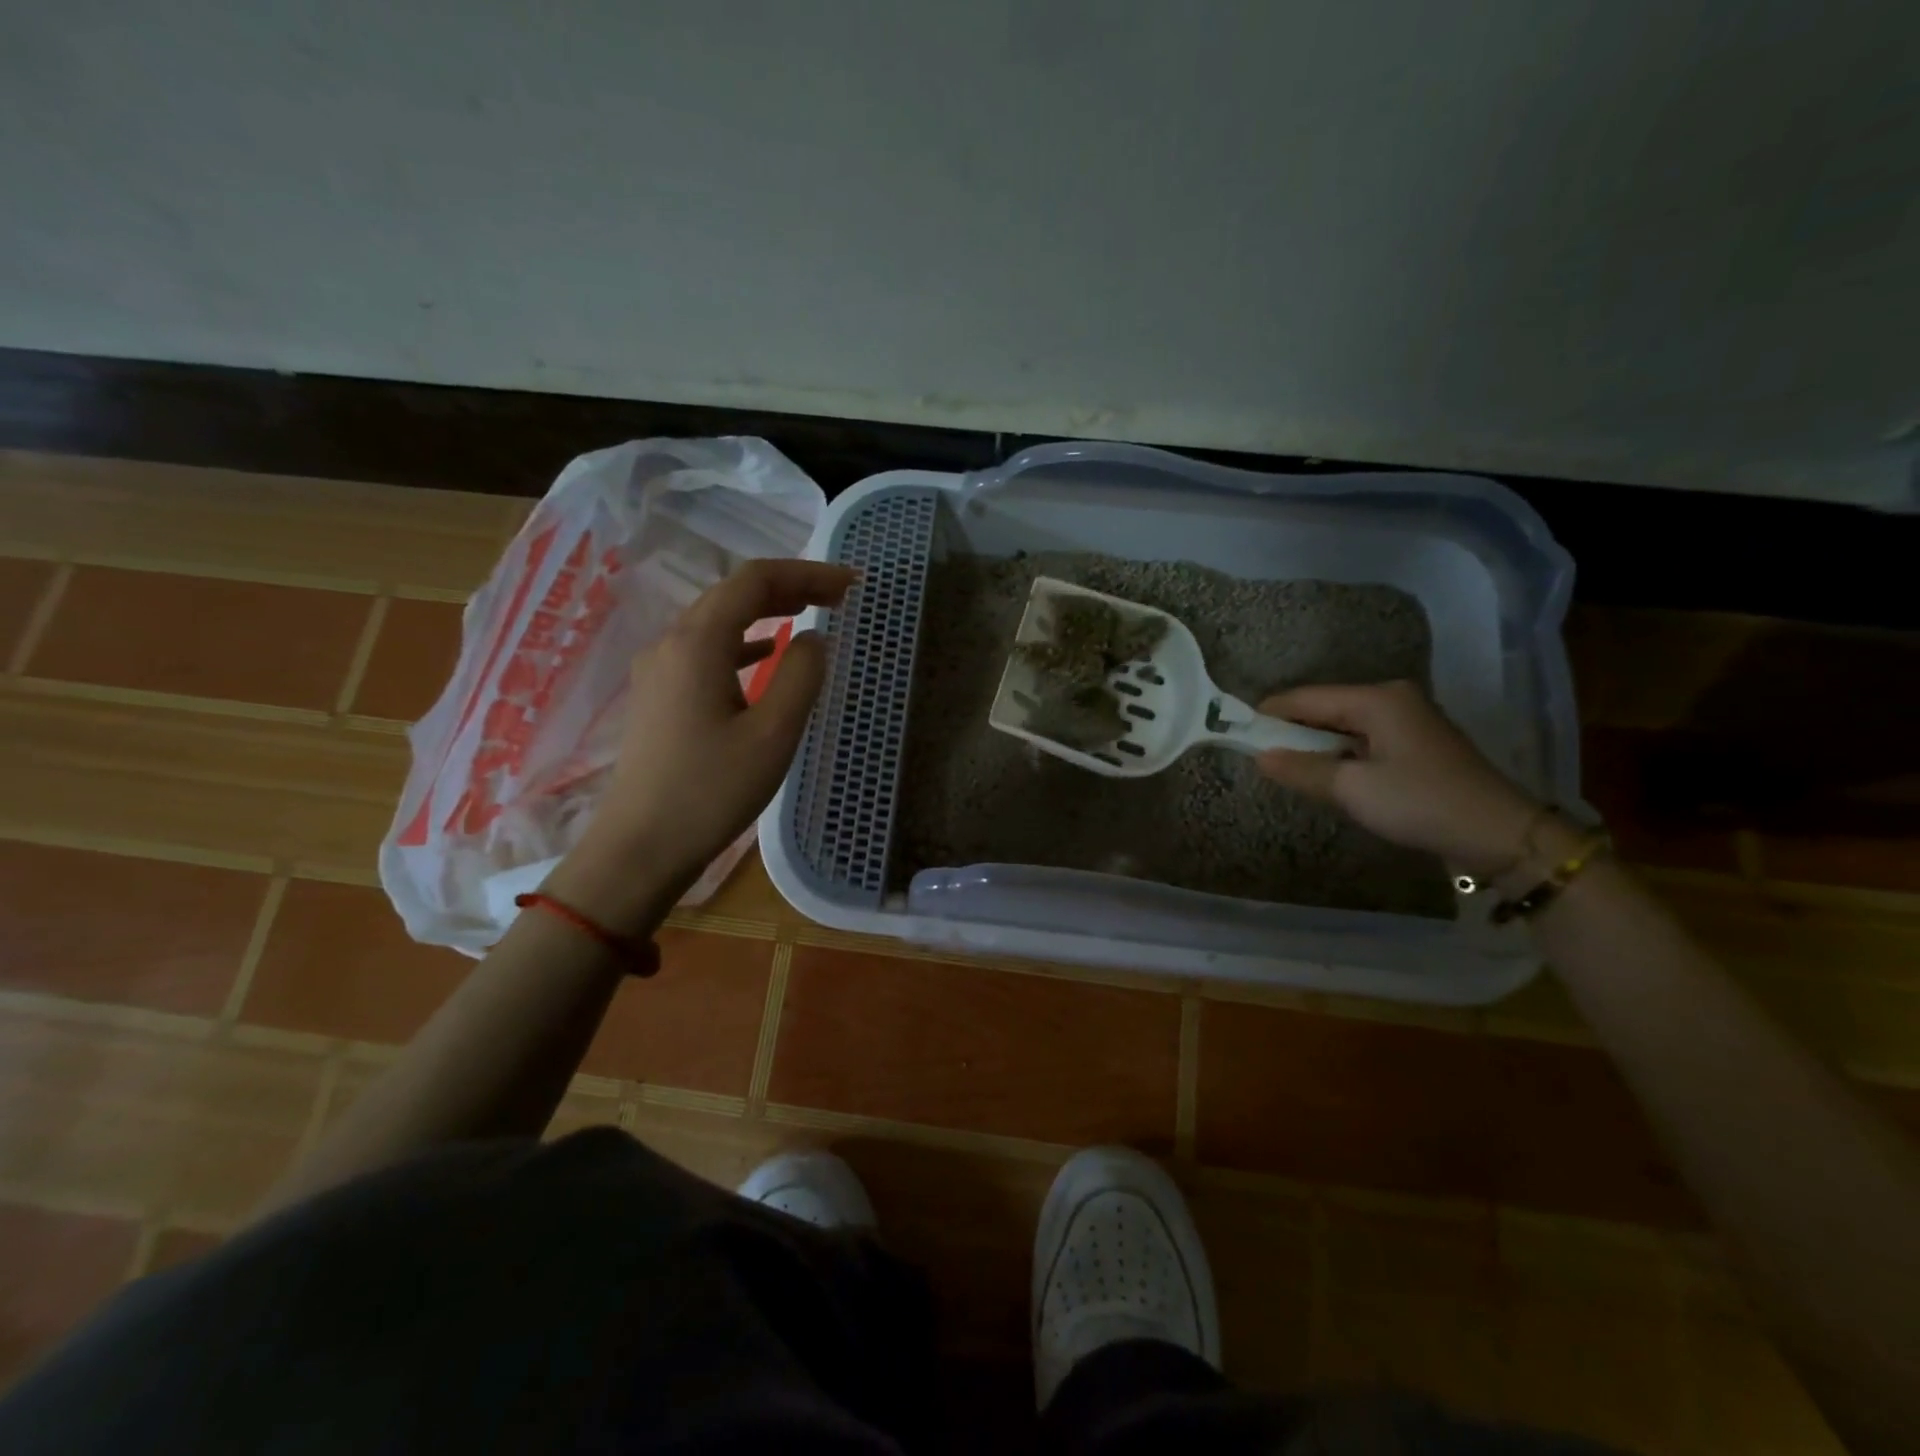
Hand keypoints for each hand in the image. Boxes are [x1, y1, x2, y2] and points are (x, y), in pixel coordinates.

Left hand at [548, 559, 854, 927]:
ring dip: (765, 611)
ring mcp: (658, 670)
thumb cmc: (711, 791)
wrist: (640, 847)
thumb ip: (802, 676)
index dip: (807, 573)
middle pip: (732, 593)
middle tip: (838, 596)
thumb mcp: (773, 734)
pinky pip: (705, 649)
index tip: (851, 583)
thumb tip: (813, 639)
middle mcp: (671, 643)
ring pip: (717, 620)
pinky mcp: (657, 696)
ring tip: (808, 614)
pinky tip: (764, 655)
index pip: (755, 581)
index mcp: (698, 643)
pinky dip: (743, 641)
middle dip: (788, 587)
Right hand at [1255, 680, 1547, 874]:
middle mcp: (1392, 700)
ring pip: (1343, 726)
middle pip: (1324, 708)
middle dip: (1290, 730)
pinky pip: (1362, 740)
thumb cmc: (1421, 803)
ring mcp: (1408, 721)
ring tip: (1283, 766)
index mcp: (1377, 699)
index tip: (1235, 729)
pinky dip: (1338, 754)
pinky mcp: (1416, 745)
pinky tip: (1324, 774)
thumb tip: (1259, 756)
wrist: (1500, 835)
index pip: (1306, 698)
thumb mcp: (1352, 789)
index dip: (1269, 712)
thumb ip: (1301, 769)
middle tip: (1255, 752)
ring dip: (1314, 744)